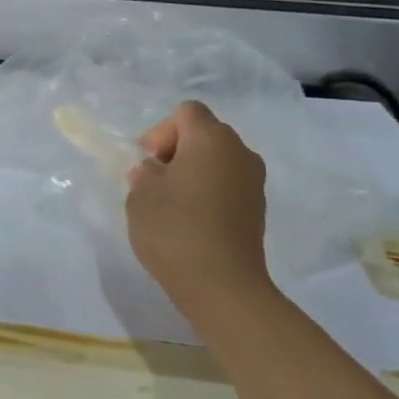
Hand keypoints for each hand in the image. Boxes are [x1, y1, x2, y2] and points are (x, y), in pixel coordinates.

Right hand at [126, 101, 271, 316]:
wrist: (223, 286)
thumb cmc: (175, 230)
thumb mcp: (140, 195)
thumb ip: (145, 174)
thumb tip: (157, 172)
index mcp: (211, 139)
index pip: (187, 112)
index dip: (161, 131)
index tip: (148, 162)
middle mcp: (239, 152)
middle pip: (205, 133)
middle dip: (177, 150)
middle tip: (154, 181)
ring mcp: (253, 182)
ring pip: (217, 160)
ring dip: (193, 172)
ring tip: (171, 203)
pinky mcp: (257, 209)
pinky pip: (227, 184)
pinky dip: (208, 192)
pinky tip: (191, 221)